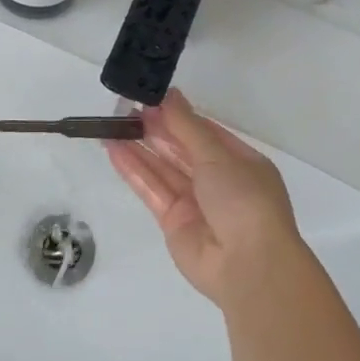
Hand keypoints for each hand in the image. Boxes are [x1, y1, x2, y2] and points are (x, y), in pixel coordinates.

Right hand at [106, 88, 307, 306]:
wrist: (248, 265)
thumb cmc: (243, 199)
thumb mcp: (217, 155)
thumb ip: (186, 126)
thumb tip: (168, 94)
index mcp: (240, 161)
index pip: (204, 132)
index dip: (177, 116)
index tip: (150, 99)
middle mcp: (219, 181)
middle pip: (181, 149)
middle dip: (155, 129)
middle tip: (124, 108)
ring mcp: (195, 203)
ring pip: (163, 169)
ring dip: (139, 147)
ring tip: (111, 125)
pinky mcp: (174, 223)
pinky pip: (152, 190)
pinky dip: (134, 171)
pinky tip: (114, 150)